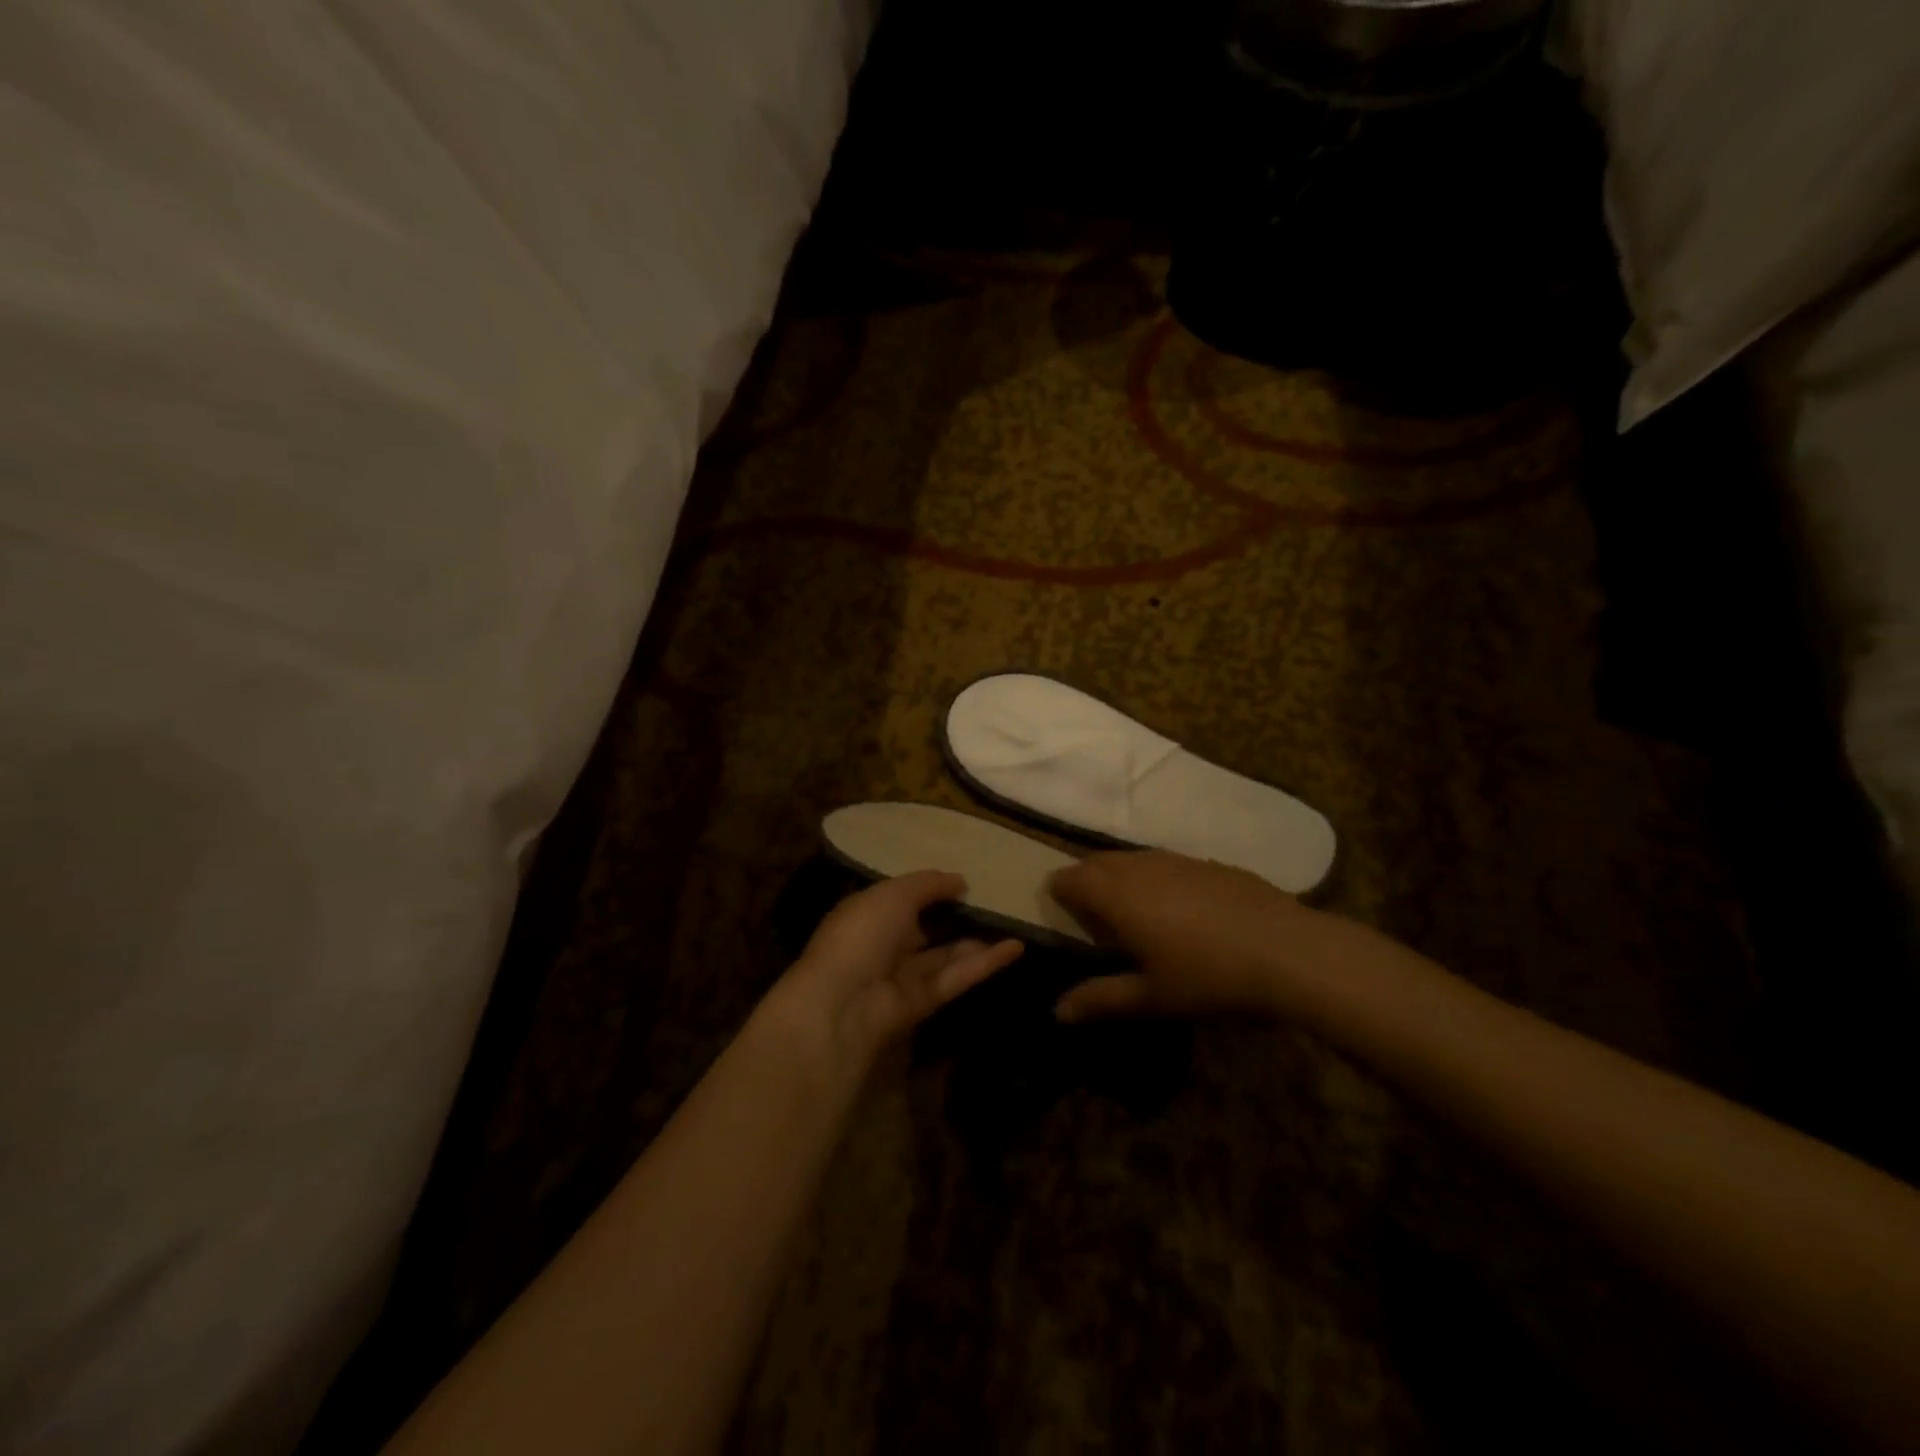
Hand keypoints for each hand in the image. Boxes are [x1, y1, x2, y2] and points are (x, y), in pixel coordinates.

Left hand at [770, 871, 1022, 1079]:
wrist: (844, 1002)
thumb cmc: (863, 933)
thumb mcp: (894, 894)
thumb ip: (929, 884)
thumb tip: (960, 880)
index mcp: (869, 912)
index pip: (903, 898)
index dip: (932, 889)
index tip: (967, 880)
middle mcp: (885, 943)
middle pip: (927, 927)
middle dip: (957, 916)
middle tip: (997, 901)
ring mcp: (904, 974)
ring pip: (947, 954)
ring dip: (979, 940)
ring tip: (1016, 922)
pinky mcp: (924, 1002)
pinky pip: (957, 976)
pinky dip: (985, 963)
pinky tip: (1015, 947)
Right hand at [1048, 851, 1326, 1021]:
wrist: (1288, 951)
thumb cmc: (1208, 978)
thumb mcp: (1151, 998)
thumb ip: (1100, 999)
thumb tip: (1057, 1011)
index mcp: (1116, 895)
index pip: (1069, 878)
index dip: (1059, 892)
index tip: (1062, 914)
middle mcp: (1139, 867)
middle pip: (1096, 862)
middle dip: (1085, 880)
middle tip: (1091, 915)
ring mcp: (1177, 860)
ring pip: (1131, 858)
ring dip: (1119, 877)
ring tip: (1131, 911)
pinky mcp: (1208, 863)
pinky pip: (1165, 862)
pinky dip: (1155, 878)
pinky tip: (1179, 909)